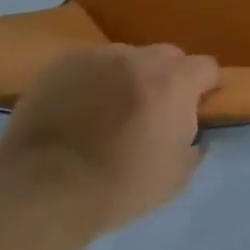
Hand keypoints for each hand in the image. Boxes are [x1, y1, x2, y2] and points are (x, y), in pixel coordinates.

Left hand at [0, 44, 219, 232]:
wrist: (42, 192)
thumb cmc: (119, 187)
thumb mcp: (176, 177)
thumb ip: (194, 145)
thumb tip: (193, 134)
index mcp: (174, 82)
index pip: (207, 67)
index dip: (205, 88)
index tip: (196, 109)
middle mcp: (140, 58)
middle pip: (168, 56)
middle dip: (168, 78)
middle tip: (153, 111)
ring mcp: (98, 57)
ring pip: (127, 58)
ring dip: (128, 77)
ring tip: (109, 110)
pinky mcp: (61, 64)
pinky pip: (90, 65)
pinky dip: (92, 81)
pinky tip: (78, 109)